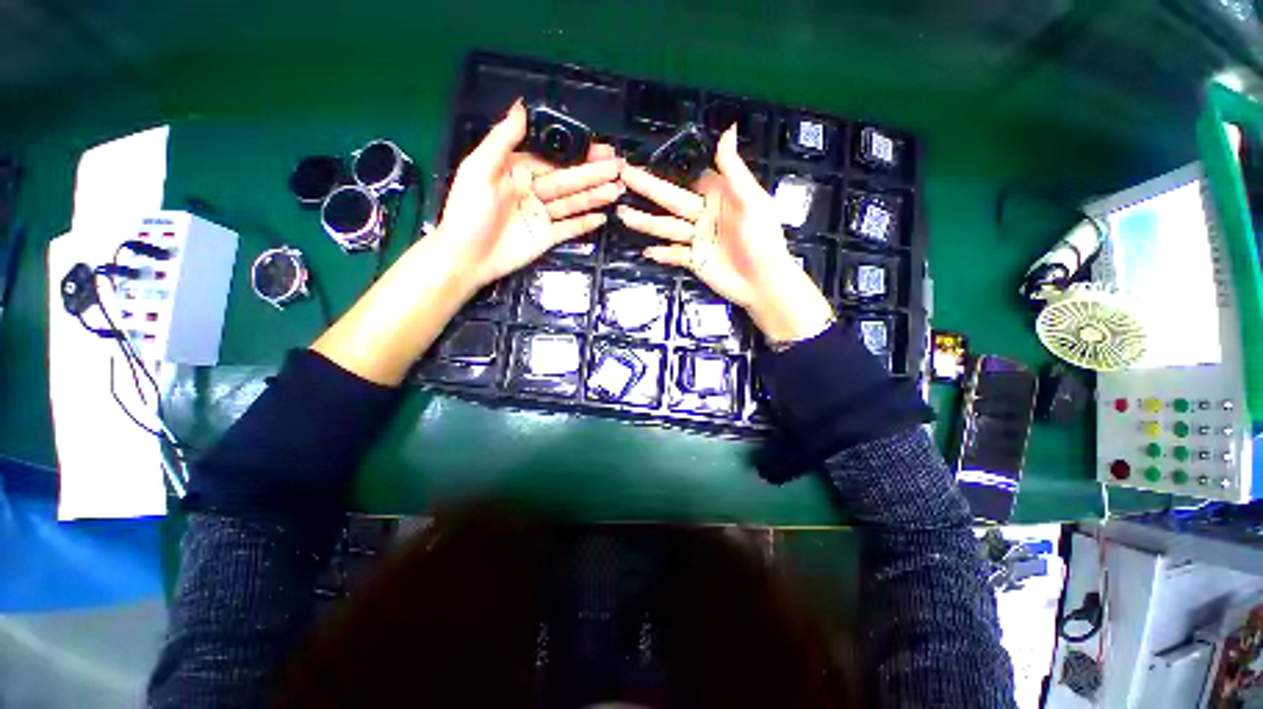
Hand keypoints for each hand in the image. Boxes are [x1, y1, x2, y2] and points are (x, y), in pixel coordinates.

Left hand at [433, 101, 623, 290]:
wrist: (467, 258)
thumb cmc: (469, 213)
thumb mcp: (479, 170)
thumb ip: (502, 139)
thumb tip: (521, 106)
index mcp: (517, 171)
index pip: (553, 158)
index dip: (577, 153)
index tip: (600, 149)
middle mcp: (532, 191)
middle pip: (568, 180)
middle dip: (593, 174)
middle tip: (619, 168)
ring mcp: (541, 215)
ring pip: (573, 202)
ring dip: (595, 196)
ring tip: (617, 189)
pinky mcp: (547, 237)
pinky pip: (570, 229)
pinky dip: (585, 224)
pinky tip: (602, 217)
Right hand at [617, 126, 833, 342]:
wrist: (763, 282)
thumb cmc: (763, 239)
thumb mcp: (752, 202)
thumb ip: (734, 171)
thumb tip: (728, 130)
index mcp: (719, 196)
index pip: (690, 178)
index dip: (669, 168)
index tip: (646, 157)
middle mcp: (704, 215)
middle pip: (671, 200)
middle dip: (647, 188)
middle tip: (624, 176)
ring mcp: (697, 239)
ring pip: (666, 227)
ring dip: (645, 221)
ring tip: (623, 214)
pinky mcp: (694, 260)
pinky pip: (674, 254)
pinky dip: (661, 254)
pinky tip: (647, 251)